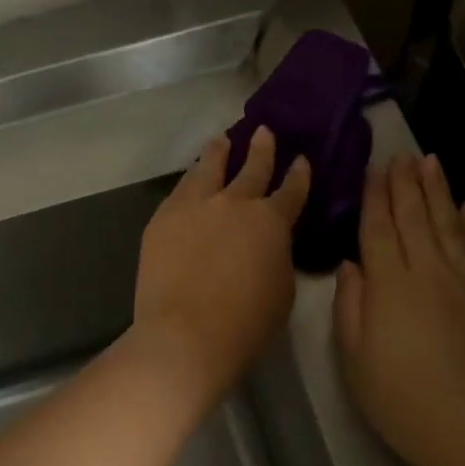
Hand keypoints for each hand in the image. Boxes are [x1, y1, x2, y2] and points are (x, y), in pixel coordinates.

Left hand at [132, 127, 310, 404]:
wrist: (186, 334)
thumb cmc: (246, 324)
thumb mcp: (282, 290)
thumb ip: (278, 256)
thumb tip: (268, 244)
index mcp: (271, 222)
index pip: (291, 191)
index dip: (298, 175)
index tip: (301, 159)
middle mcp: (234, 203)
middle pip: (251, 168)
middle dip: (260, 149)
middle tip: (263, 131)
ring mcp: (195, 206)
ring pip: (208, 168)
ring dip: (218, 152)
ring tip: (220, 140)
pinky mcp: (163, 218)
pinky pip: (180, 189)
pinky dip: (190, 178)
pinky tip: (190, 176)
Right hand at [335, 153, 464, 465]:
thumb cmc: (402, 401)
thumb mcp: (355, 360)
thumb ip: (350, 307)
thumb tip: (352, 266)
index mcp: (390, 285)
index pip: (379, 228)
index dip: (374, 196)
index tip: (373, 169)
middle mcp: (430, 271)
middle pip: (415, 217)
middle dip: (405, 183)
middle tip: (401, 154)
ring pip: (449, 224)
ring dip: (438, 191)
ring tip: (431, 163)